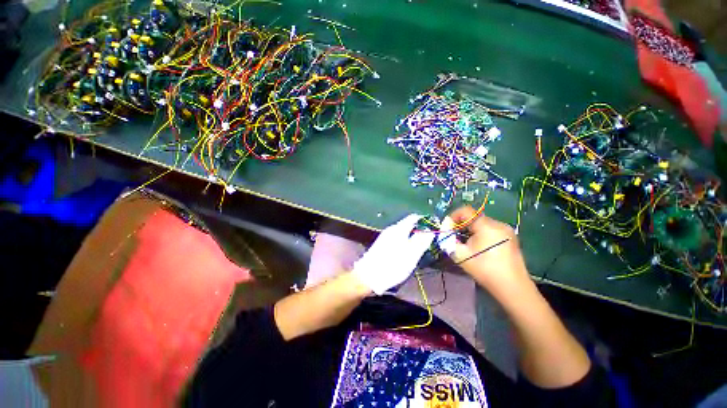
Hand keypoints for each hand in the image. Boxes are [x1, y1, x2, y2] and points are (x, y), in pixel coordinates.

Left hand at [352, 214, 434, 294]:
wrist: (368, 276)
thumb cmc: (392, 265)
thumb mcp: (411, 255)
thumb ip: (421, 242)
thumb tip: (430, 232)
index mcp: (399, 229)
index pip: (413, 218)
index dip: (424, 221)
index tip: (433, 229)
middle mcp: (391, 229)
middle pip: (408, 225)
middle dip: (418, 231)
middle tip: (427, 242)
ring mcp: (385, 236)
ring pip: (402, 232)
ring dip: (411, 238)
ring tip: (418, 250)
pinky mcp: (381, 244)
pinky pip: (396, 239)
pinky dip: (404, 243)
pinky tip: (405, 253)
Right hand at [442, 206, 530, 298]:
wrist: (512, 287)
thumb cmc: (485, 269)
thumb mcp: (460, 255)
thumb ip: (448, 239)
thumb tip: (445, 230)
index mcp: (486, 226)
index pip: (466, 211)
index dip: (453, 216)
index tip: (448, 227)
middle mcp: (498, 224)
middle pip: (474, 217)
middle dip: (462, 225)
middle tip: (456, 237)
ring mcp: (507, 230)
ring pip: (483, 223)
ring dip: (472, 230)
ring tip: (468, 244)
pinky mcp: (511, 238)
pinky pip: (491, 229)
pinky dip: (482, 233)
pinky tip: (481, 248)